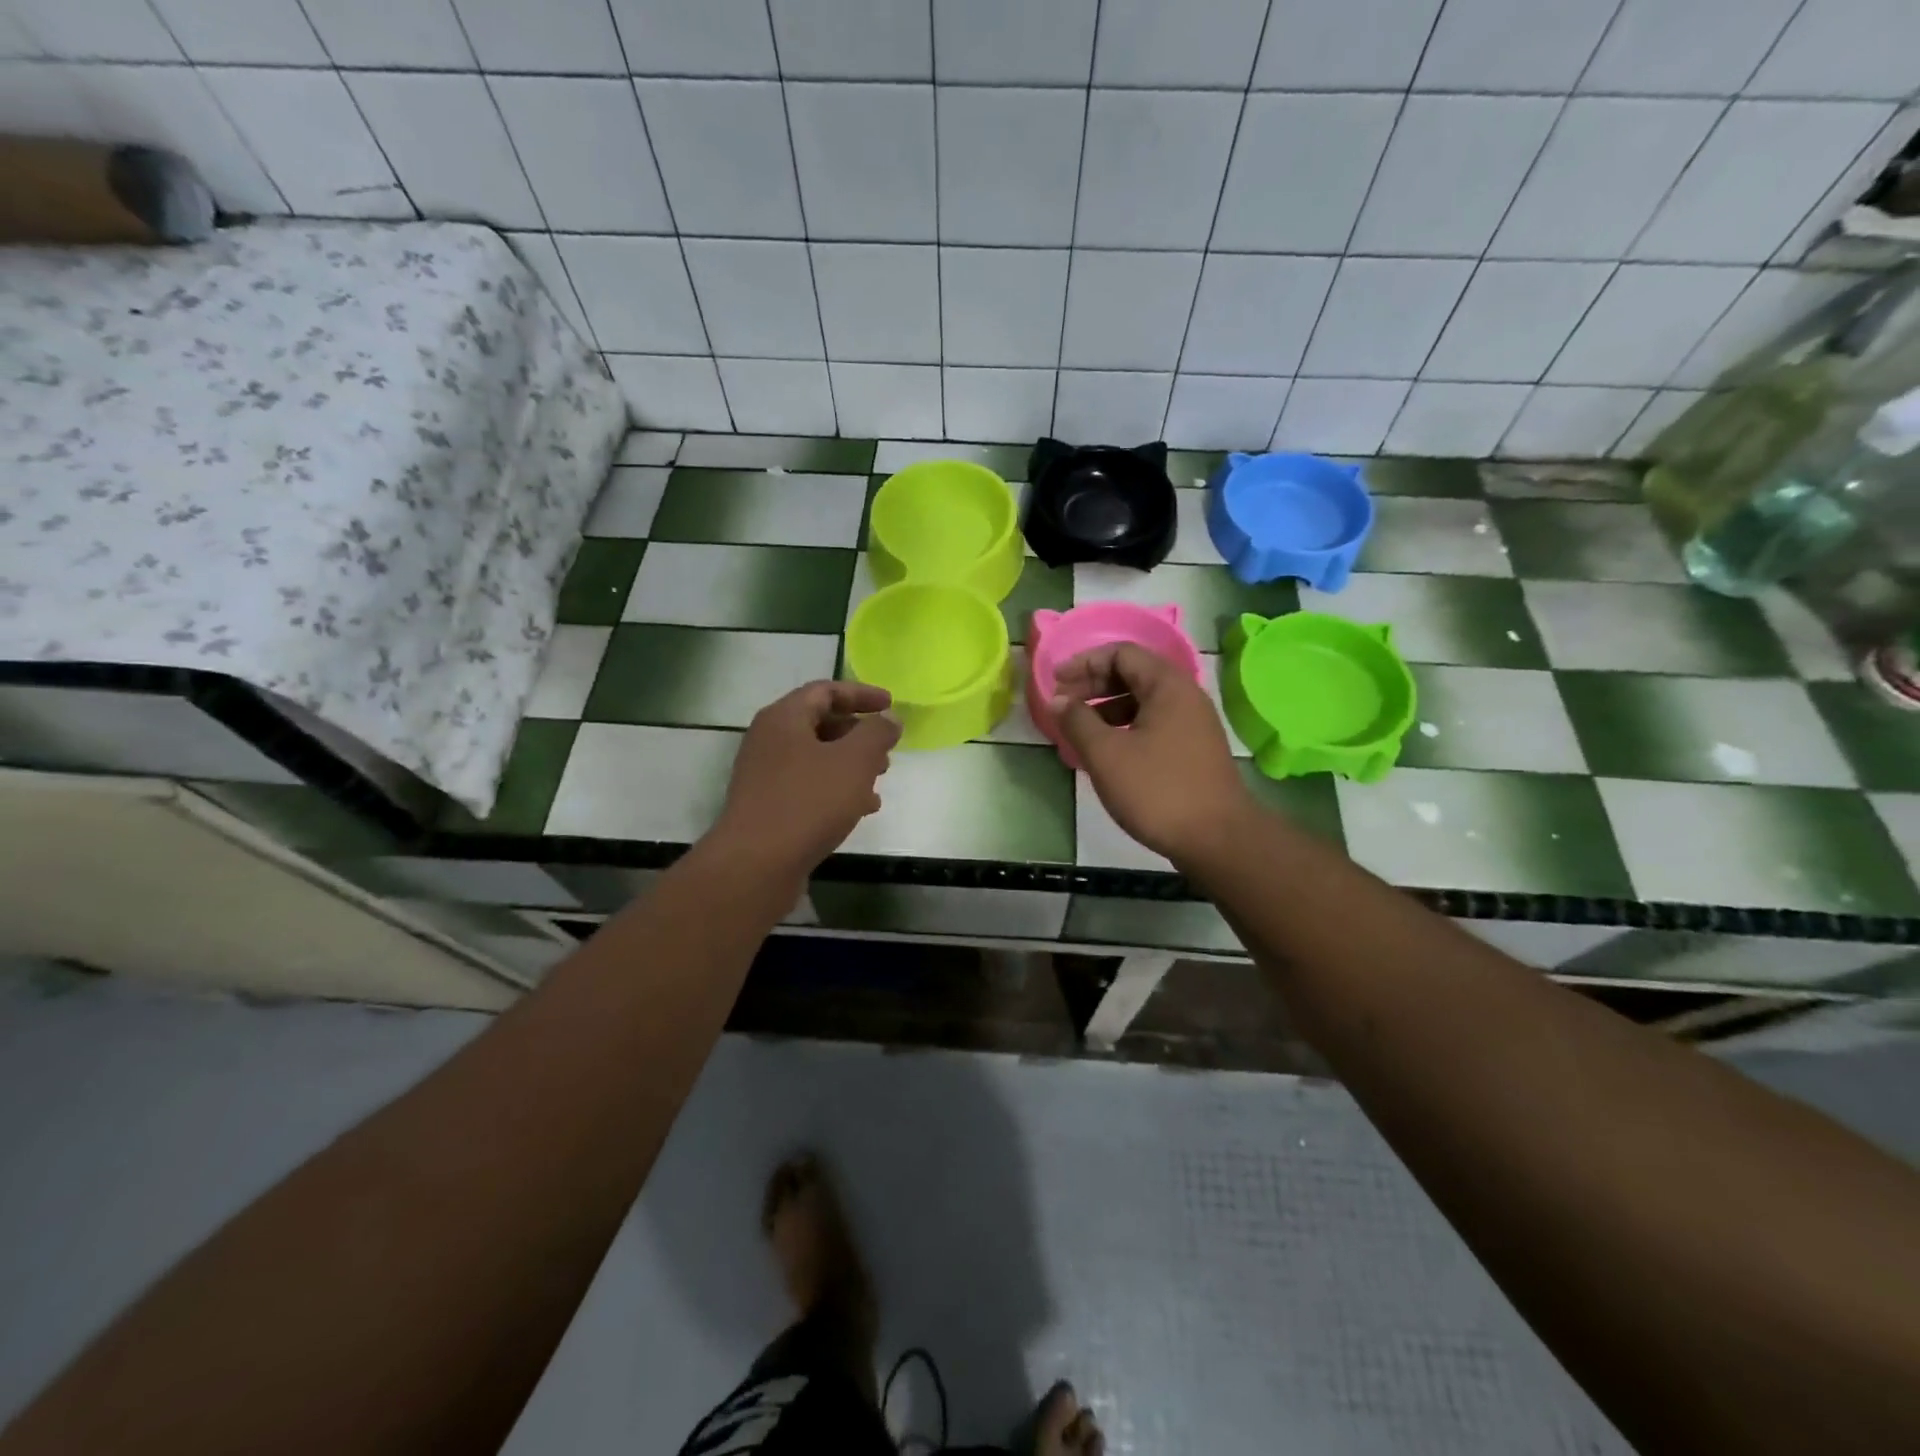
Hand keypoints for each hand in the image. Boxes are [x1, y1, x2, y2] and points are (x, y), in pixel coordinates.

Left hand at [711, 681, 900, 877]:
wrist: (756, 864)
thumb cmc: (808, 802)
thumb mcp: (854, 761)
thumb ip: (876, 733)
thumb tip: (888, 719)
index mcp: (784, 718)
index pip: (825, 691)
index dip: (861, 694)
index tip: (891, 705)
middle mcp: (769, 740)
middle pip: (820, 724)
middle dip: (858, 734)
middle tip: (887, 749)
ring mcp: (766, 775)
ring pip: (816, 758)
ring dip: (851, 764)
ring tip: (879, 780)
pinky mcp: (769, 806)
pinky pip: (808, 786)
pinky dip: (836, 789)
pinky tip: (860, 810)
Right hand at [1051, 643, 1252, 867]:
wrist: (1218, 839)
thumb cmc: (1158, 790)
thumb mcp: (1106, 755)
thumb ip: (1077, 721)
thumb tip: (1058, 700)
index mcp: (1167, 686)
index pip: (1121, 653)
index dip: (1084, 663)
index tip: (1056, 684)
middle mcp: (1185, 696)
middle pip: (1133, 674)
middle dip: (1093, 685)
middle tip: (1063, 705)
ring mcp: (1193, 724)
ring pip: (1142, 701)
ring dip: (1106, 709)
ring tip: (1079, 731)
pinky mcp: (1194, 750)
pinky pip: (1153, 724)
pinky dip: (1125, 728)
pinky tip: (1106, 753)